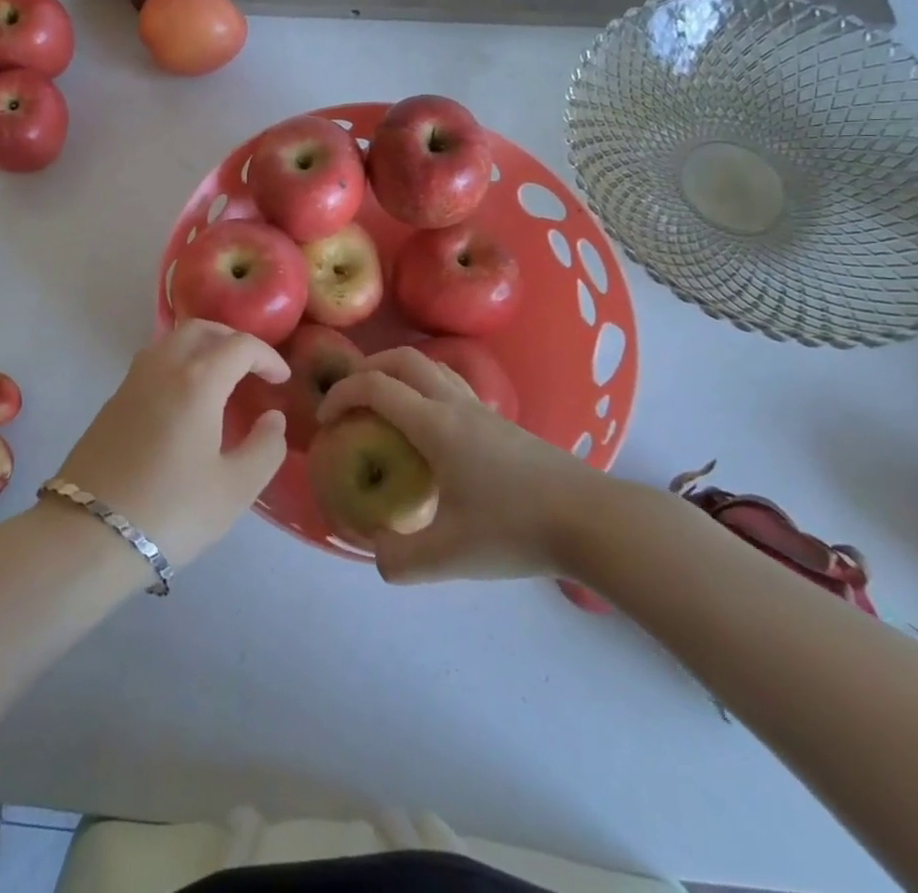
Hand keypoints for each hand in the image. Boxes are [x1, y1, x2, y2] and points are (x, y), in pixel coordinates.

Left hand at [50, 320, 289, 570]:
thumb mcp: (235, 488)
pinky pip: (152, 363)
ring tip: (220, 378)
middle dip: (232, 339)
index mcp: (198, 380)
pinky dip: (177, 364)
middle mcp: (163, 367)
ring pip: (171, 341)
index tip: (281, 380)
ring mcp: (132, 382)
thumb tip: (273, 419)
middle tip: (252, 366)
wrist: (88, 534)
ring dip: (201, 347)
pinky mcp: (112, 402)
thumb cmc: (171, 510)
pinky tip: (185, 401)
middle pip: (200, 329)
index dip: (267, 357)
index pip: (240, 346)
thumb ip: (265, 448)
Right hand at [317, 346, 615, 583]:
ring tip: (387, 408)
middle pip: (402, 359)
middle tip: (351, 401)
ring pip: (432, 366)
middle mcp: (455, 404)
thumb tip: (373, 552)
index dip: (340, 395)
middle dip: (367, 370)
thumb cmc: (515, 529)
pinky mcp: (503, 423)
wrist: (592, 521)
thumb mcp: (447, 555)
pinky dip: (427, 390)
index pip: (374, 386)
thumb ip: (399, 558)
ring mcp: (483, 409)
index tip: (325, 421)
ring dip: (399, 374)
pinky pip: (453, 386)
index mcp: (434, 424)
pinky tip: (432, 432)